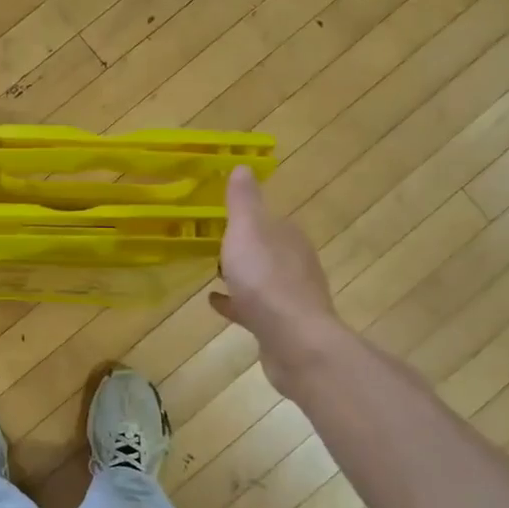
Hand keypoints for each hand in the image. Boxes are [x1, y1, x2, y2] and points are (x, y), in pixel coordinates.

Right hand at [210, 167, 348, 396]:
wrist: (294, 341)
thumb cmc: (266, 280)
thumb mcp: (247, 231)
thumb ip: (243, 201)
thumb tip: (243, 166)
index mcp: (289, 238)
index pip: (270, 220)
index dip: (248, 219)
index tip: (222, 219)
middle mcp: (295, 264)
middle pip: (267, 250)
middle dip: (245, 247)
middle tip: (214, 245)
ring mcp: (290, 297)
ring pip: (261, 280)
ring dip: (241, 275)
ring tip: (214, 274)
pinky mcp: (281, 326)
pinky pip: (254, 308)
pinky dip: (236, 303)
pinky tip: (215, 303)